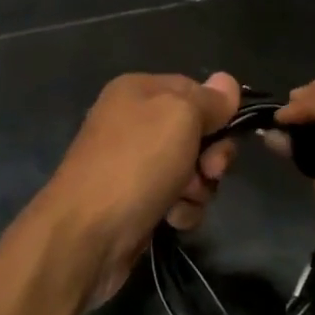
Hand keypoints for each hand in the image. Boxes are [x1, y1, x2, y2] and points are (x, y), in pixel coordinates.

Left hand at [28, 72, 240, 303]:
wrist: (87, 233)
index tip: (227, 135)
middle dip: (211, 156)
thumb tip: (227, 81)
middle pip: (196, 132)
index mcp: (138, 90)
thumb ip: (208, 99)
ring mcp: (133, 163)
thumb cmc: (136, 163)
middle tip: (209, 172)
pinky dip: (181, 209)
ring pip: (191, 169)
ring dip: (198, 187)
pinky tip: (171, 219)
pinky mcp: (135, 200)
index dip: (217, 113)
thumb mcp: (180, 116)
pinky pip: (176, 198)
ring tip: (183, 199)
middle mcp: (133, 121)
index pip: (195, 90)